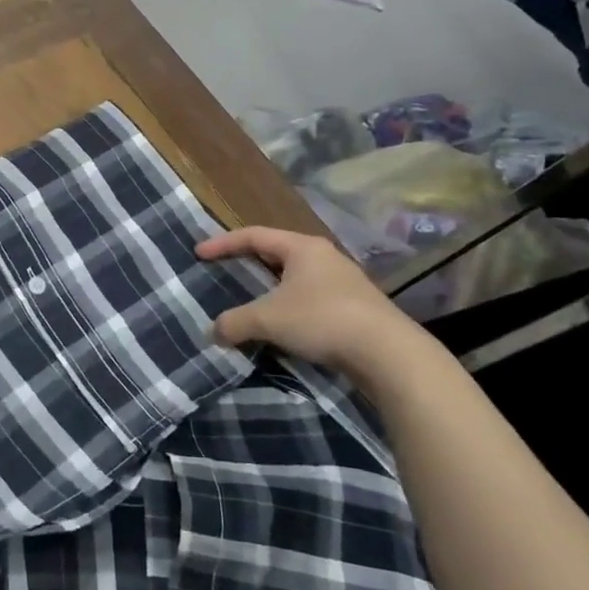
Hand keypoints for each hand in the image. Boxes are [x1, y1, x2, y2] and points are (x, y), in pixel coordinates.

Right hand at [197, 226, 428, 387]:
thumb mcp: (268, 319)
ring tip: (252, 302)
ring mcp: (344, 282)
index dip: (223, 243)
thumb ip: (235, 322)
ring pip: (296, 278)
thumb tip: (213, 332)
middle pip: (276, 253)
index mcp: (302, 247)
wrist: (389, 353)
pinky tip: (284, 326)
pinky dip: (290, 308)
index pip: (253, 235)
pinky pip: (311, 299)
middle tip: (225, 271)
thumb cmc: (322, 319)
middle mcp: (324, 257)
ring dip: (271, 289)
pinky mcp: (356, 308)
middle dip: (248, 263)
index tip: (199, 253)